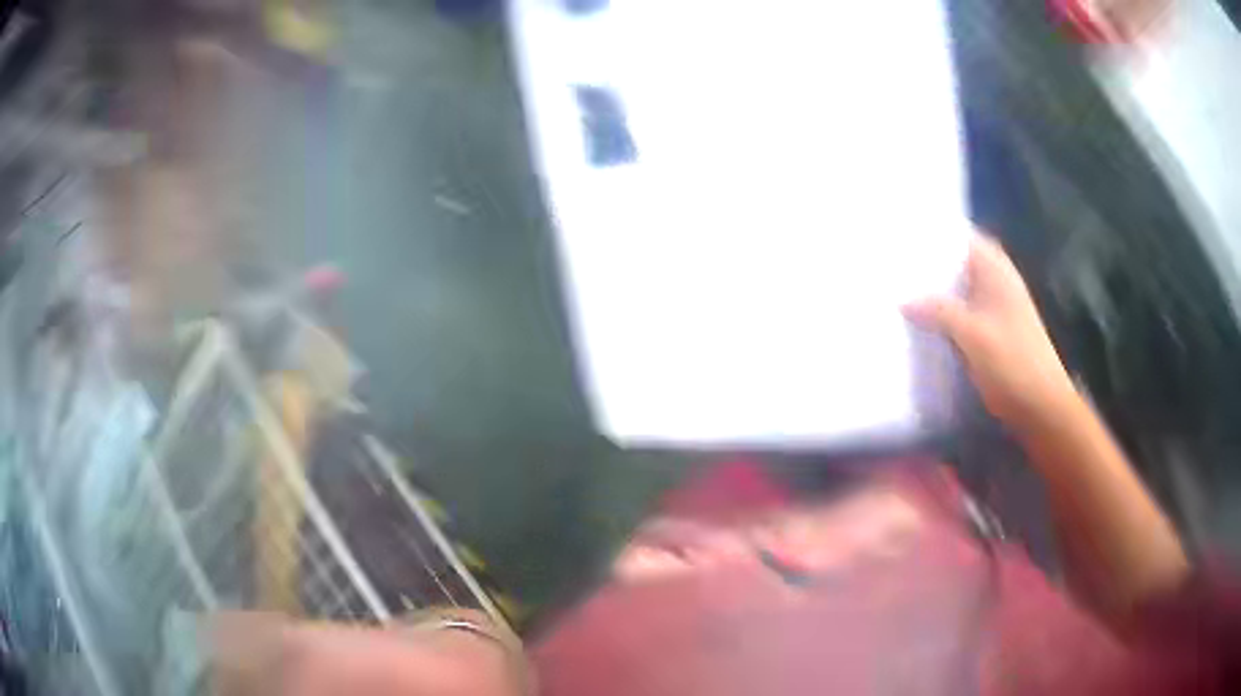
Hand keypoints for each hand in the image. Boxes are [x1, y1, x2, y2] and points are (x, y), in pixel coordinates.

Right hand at [904, 234, 1076, 429]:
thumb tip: (902, 299)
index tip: (903, 234)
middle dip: (930, 264)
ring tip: (898, 289)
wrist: (1041, 407)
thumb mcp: (973, 333)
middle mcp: (996, 284)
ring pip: (959, 291)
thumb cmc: (1012, 362)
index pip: (964, 238)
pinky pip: (962, 316)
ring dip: (935, 292)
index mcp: (996, 272)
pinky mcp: (992, 335)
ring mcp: (996, 310)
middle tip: (893, 263)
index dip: (936, 233)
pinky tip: (920, 323)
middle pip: (959, 263)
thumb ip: (938, 311)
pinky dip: (943, 316)